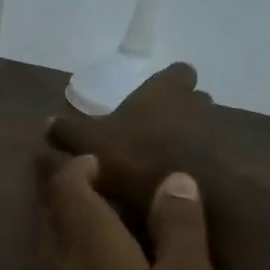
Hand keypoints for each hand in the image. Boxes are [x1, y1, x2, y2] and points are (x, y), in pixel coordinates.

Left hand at [26, 152, 219, 269]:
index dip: (79, 167)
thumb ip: (179, 229)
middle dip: (68, 195)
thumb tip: (173, 178)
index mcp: (86, 240)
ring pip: (47, 251)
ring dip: (67, 233)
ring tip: (101, 232)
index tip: (96, 160)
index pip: (67, 185)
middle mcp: (52, 263)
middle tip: (98, 189)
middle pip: (49, 214)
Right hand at [47, 64, 213, 218]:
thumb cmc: (134, 156)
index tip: (152, 98)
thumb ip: (67, 132)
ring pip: (202, 129)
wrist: (185, 196)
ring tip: (161, 162)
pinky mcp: (223, 165)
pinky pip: (208, 159)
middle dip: (178, 112)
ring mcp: (214, 134)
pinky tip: (175, 184)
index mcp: (165, 90)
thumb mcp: (88, 145)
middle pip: (193, 100)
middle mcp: (195, 104)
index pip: (178, 72)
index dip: (168, 83)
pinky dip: (195, 166)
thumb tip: (47, 122)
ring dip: (186, 140)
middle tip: (152, 132)